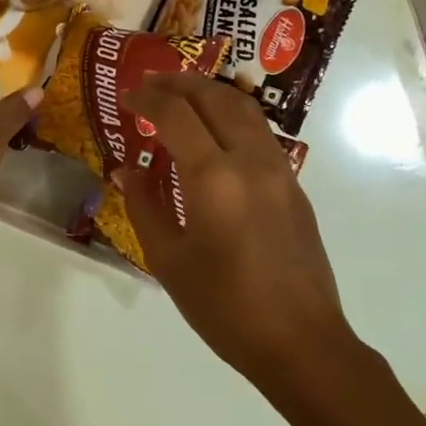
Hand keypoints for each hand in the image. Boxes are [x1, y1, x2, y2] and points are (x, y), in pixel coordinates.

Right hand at [117, 72, 353, 376]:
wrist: (300, 342)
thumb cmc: (223, 307)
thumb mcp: (168, 260)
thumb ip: (144, 206)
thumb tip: (127, 170)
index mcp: (214, 178)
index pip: (176, 115)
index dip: (147, 99)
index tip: (125, 97)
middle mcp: (251, 161)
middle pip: (216, 98)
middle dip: (179, 83)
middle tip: (150, 83)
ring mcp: (280, 171)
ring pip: (245, 109)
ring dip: (210, 93)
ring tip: (181, 97)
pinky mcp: (294, 187)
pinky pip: (259, 134)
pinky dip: (230, 118)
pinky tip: (212, 137)